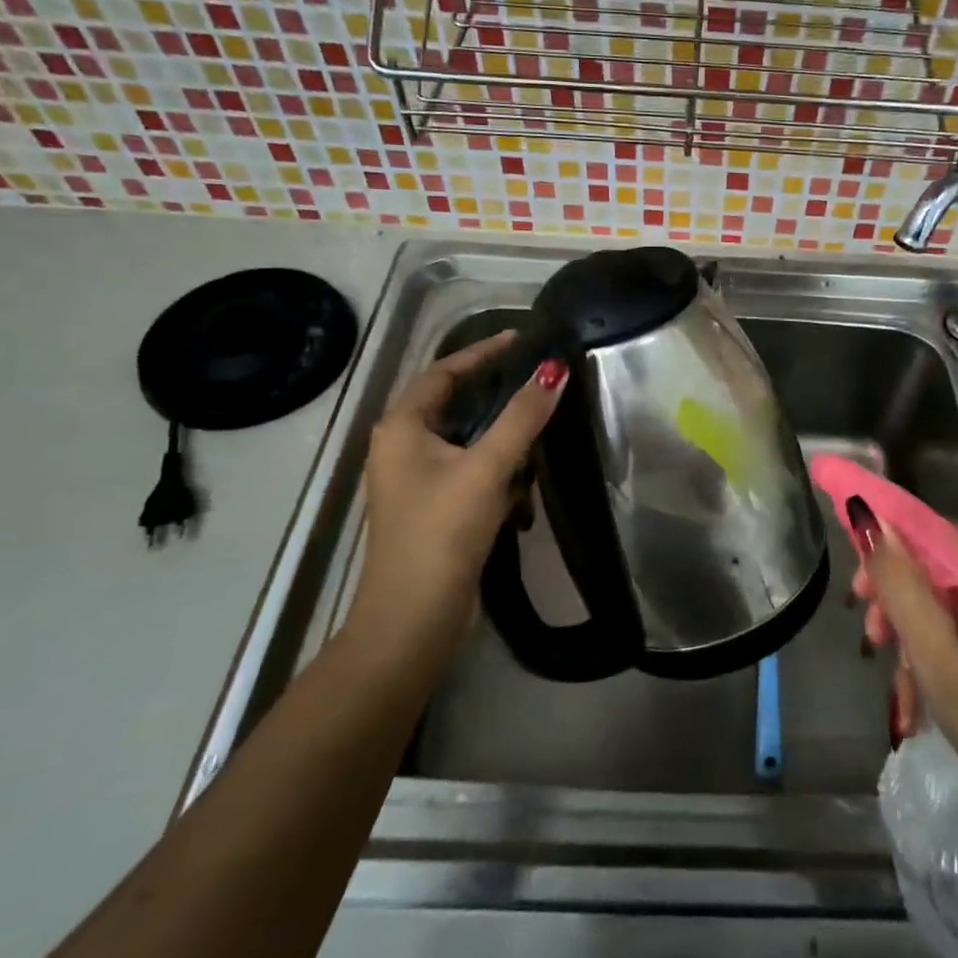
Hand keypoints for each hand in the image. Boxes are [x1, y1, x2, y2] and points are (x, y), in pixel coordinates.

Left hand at [350, 332, 565, 672]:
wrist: (414, 618)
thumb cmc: (442, 532)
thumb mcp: (487, 467)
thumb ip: (522, 417)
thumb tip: (554, 370)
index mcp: (402, 427)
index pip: (445, 371)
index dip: (484, 353)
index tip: (524, 339)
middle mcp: (403, 447)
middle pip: (459, 405)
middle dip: (501, 403)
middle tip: (542, 388)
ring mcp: (417, 480)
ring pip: (470, 442)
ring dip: (505, 446)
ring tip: (540, 447)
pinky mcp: (435, 508)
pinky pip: (472, 473)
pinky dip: (498, 475)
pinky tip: (522, 496)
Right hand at [849, 503, 957, 833]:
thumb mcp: (933, 651)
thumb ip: (897, 580)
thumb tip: (866, 515)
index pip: (922, 524)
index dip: (880, 543)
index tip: (855, 591)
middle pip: (933, 562)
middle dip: (896, 599)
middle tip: (872, 640)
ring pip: (946, 598)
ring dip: (915, 636)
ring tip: (900, 690)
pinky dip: (942, 651)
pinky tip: (922, 699)